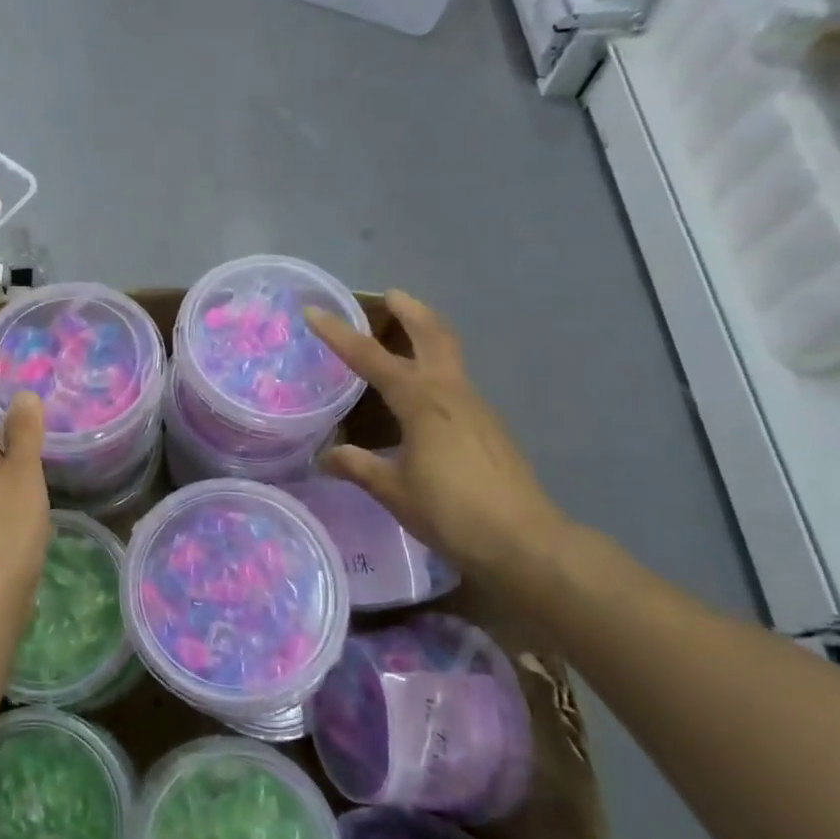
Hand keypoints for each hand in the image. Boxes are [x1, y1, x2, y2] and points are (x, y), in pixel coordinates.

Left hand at [0, 392, 51, 599]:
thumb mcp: (23, 469)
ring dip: (5, 493)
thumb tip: (23, 394)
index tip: (26, 442)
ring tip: (35, 501)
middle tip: (36, 470)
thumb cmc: (7, 522)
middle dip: (4, 462)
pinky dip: (3, 521)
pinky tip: (25, 533)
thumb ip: (25, 432)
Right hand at [305, 289, 569, 578]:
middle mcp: (451, 393)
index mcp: (422, 402)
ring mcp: (476, 408)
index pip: (371, 358)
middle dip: (411, 311)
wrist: (525, 542)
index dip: (339, 334)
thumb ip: (358, 467)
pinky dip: (436, 369)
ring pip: (450, 356)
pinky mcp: (489, 427)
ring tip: (402, 337)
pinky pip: (456, 383)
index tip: (314, 311)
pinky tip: (422, 397)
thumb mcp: (394, 491)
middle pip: (433, 335)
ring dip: (427, 336)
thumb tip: (325, 458)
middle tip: (390, 296)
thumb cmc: (452, 512)